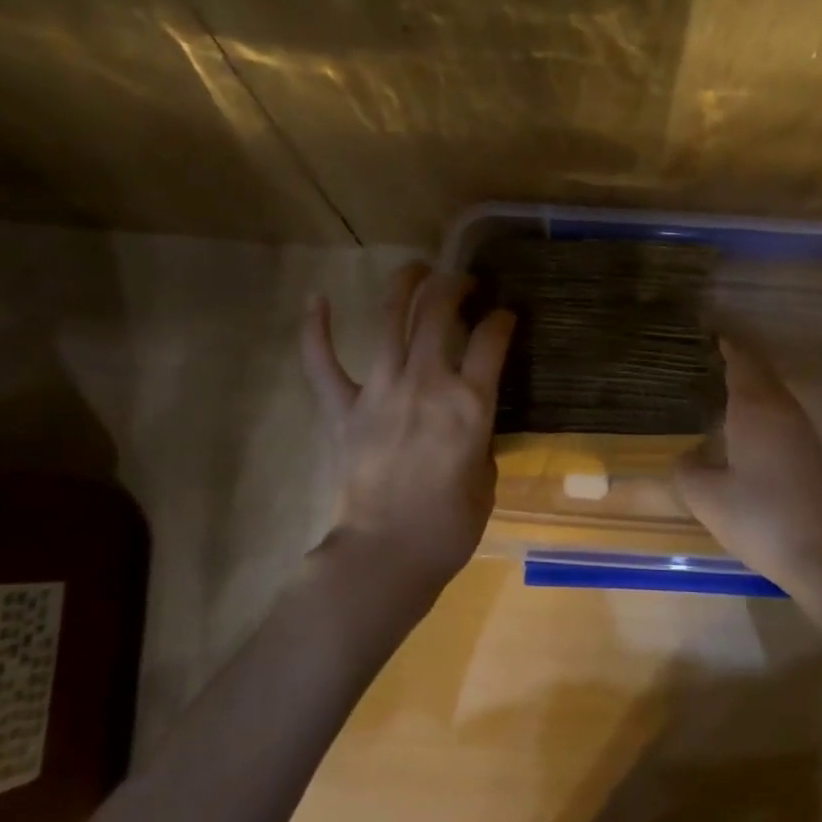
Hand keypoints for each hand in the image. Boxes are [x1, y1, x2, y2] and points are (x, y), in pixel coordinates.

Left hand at [302, 264, 515, 608]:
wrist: (388, 553)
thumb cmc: (450, 525)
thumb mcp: (486, 476)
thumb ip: (480, 436)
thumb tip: (469, 419)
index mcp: (470, 403)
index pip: (492, 340)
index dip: (502, 319)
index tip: (504, 316)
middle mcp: (427, 383)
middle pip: (440, 313)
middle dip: (455, 286)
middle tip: (464, 282)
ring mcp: (381, 391)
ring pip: (391, 320)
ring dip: (405, 285)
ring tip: (417, 269)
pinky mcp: (344, 410)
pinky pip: (323, 363)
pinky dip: (316, 330)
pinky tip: (317, 300)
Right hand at [676, 337, 821, 590]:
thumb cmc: (760, 517)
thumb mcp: (705, 496)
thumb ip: (686, 469)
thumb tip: (688, 456)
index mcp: (755, 407)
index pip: (740, 359)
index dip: (722, 343)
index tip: (700, 332)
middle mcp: (782, 410)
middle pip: (758, 372)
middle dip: (732, 361)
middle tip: (698, 359)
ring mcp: (801, 431)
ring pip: (770, 393)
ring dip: (746, 385)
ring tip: (712, 387)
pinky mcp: (809, 454)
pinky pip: (778, 414)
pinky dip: (756, 408)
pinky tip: (738, 428)